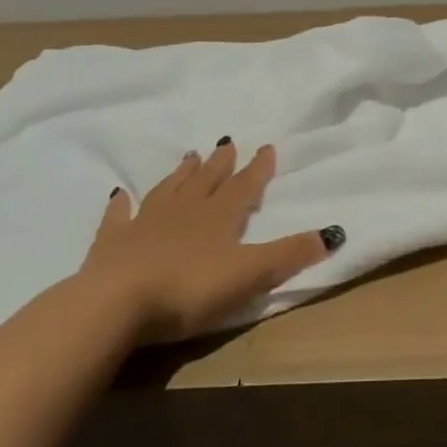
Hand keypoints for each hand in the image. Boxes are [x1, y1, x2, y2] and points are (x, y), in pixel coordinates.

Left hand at [80, 142, 338, 344]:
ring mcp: (145, 223)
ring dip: (181, 174)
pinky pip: (118, 216)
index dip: (257, 169)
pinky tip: (119, 195)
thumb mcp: (250, 274)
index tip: (267, 147)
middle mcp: (184, 211)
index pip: (243, 186)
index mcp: (219, 217)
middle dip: (219, 163)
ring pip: (168, 190)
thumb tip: (334, 232)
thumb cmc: (190, 289)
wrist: (116, 302)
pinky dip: (121, 205)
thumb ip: (290, 254)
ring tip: (189, 156)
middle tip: (226, 143)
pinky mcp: (112, 242)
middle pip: (205, 181)